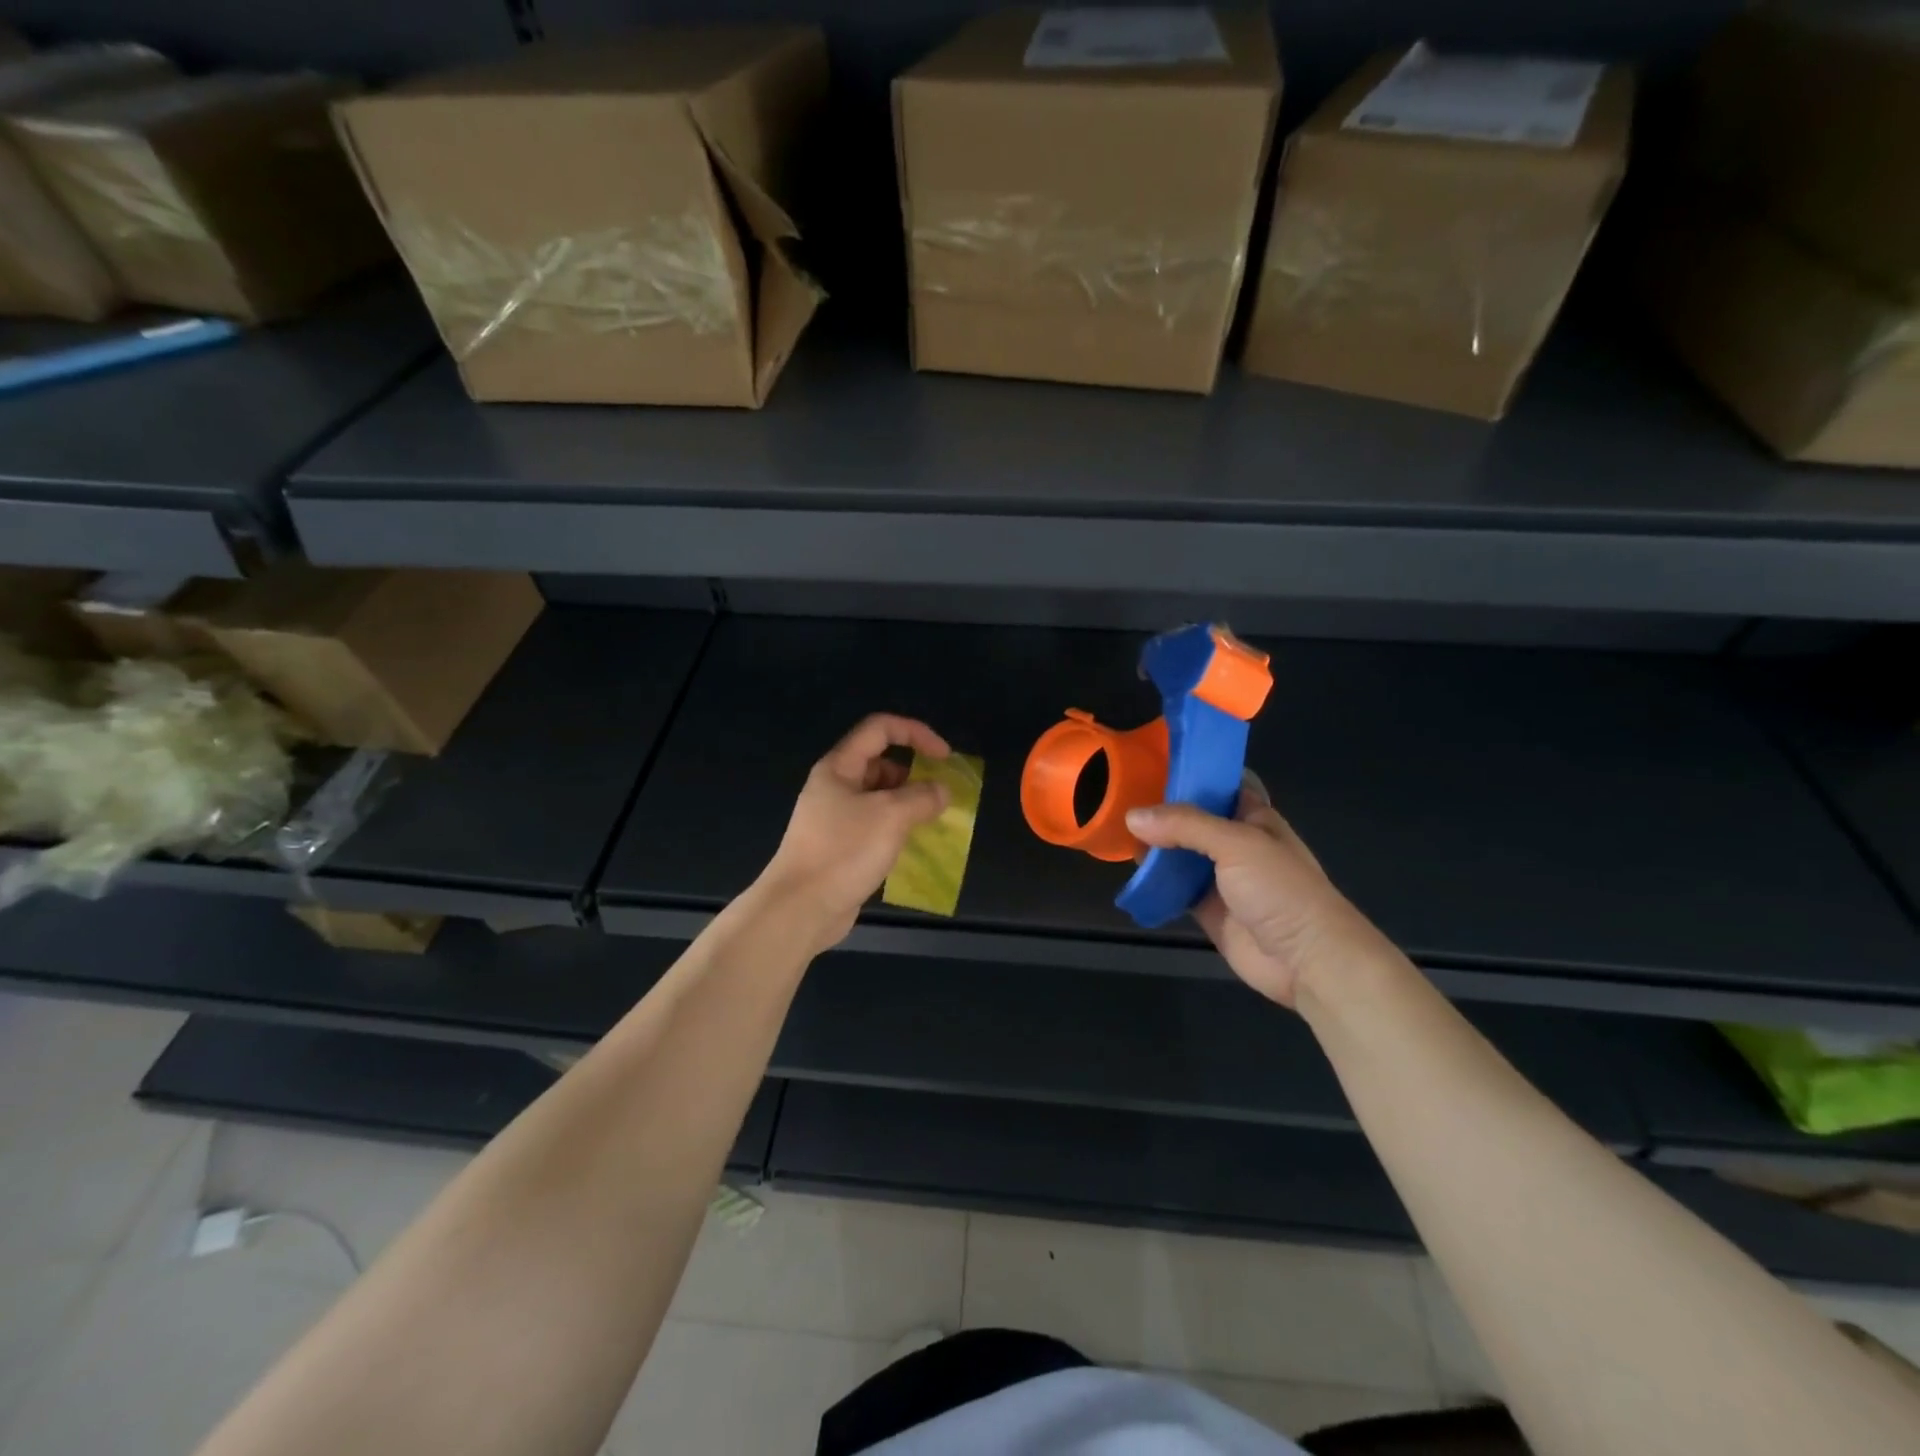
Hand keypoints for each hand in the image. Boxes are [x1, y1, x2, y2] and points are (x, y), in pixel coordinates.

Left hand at [758, 714, 952, 953]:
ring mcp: (835, 819)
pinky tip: (914, 846)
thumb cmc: (844, 851)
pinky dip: (897, 829)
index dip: (915, 733)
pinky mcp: (840, 847)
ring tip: (933, 822)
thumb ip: (922, 797)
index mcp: (839, 767)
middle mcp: (835, 787)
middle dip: (914, 773)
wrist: (800, 908)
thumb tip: (941, 791)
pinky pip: (875, 826)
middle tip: (940, 796)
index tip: (944, 757)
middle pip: (880, 763)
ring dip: (908, 804)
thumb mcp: (891, 816)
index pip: (880, 729)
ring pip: (879, 797)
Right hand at [1126, 774, 1391, 1007]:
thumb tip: (1132, 816)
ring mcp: (1221, 878)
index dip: (1190, 774)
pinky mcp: (1206, 909)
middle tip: (1121, 796)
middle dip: (1162, 811)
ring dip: (1154, 846)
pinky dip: (1154, 881)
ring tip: (1116, 829)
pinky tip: (1130, 870)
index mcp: (1253, 818)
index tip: (1151, 763)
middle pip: (1193, 820)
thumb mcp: (1236, 844)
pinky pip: (1174, 889)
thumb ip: (1185, 825)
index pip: (1219, 786)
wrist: (1306, 959)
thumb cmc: (1281, 889)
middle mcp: (1236, 844)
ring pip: (1180, 854)